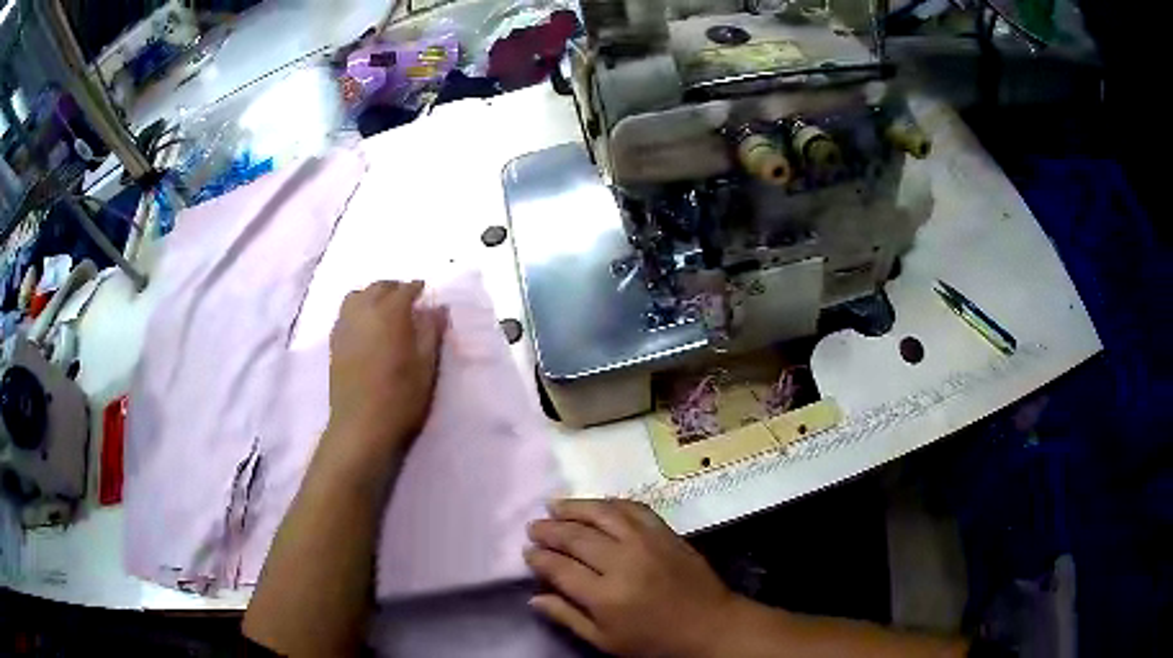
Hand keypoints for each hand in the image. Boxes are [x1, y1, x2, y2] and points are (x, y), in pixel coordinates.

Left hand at [326, 280, 446, 465]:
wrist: (361, 427)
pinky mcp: (334, 342)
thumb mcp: (426, 367)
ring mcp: (345, 326)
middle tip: (408, 301)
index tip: (426, 293)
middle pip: (379, 287)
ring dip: (373, 295)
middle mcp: (364, 311)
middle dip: (395, 288)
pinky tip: (366, 326)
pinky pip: (346, 312)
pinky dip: (358, 309)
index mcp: (390, 314)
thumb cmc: (400, 399)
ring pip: (358, 295)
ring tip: (384, 309)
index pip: (405, 289)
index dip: (417, 288)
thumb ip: (431, 332)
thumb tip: (437, 308)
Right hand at [526, 499, 734, 657]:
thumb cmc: (654, 640)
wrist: (708, 624)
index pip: (560, 568)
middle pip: (577, 537)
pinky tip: (596, 504)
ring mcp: (646, 542)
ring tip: (554, 505)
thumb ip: (567, 617)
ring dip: (574, 507)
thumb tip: (534, 597)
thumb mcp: (605, 641)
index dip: (539, 558)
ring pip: (602, 514)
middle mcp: (623, 562)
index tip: (527, 552)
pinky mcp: (665, 532)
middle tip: (533, 527)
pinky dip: (610, 503)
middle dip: (550, 530)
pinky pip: (633, 508)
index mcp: (605, 596)